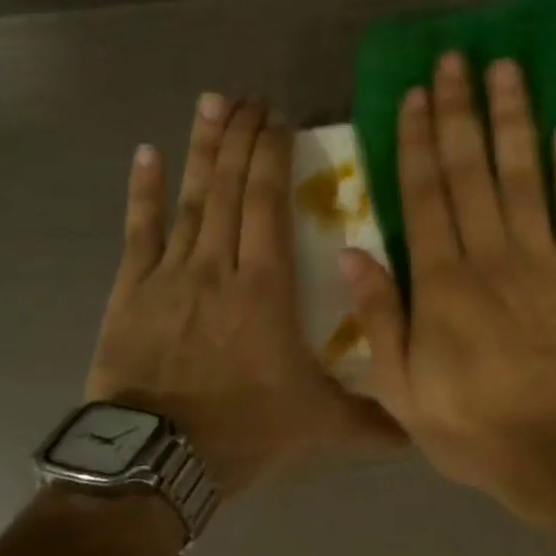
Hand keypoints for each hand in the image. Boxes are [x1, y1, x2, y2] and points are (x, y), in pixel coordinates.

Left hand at [87, 93, 396, 497]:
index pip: (268, 204)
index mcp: (266, 289)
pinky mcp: (132, 292)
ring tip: (211, 102)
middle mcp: (219, 267)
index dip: (272, 156)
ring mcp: (170, 276)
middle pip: (230, 188)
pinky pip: (138, 232)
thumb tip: (423, 427)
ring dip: (201, 149)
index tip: (280, 119)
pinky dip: (142, 191)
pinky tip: (146, 153)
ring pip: (190, 199)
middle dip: (240, 137)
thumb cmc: (245, 432)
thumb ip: (374, 421)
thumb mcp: (321, 427)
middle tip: (249, 95)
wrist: (157, 460)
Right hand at [341, 54, 555, 519]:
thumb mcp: (402, 389)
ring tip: (507, 70)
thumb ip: (379, 317)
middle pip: (471, 170)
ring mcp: (546, 261)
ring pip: (524, 175)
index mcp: (441, 283)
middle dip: (461, 111)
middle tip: (457, 59)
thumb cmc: (475, 429)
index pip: (424, 195)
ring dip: (514, 119)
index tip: (416, 94)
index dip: (417, 140)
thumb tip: (349, 253)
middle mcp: (491, 256)